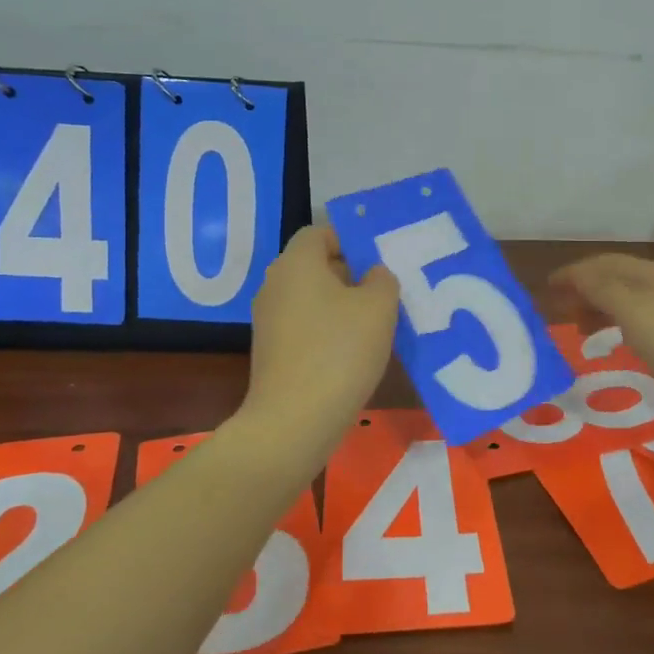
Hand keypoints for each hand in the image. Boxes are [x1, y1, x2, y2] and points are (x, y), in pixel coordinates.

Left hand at [241, 224, 399, 451]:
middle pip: (315, 265)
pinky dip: (327, 331)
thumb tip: (372, 275)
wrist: (294, 420)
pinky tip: (353, 353)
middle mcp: (275, 284)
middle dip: (351, 274)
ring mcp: (269, 320)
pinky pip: (304, 326)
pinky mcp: (271, 351)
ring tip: (375, 325)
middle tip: (385, 293)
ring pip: (311, 298)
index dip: (350, 240)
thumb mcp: (379, 308)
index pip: (320, 233)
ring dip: (341, 306)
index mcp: (297, 263)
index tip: (378, 262)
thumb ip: (382, 280)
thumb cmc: (340, 352)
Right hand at [547, 253, 653, 426]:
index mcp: (653, 273)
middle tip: (560, 313)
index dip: (572, 273)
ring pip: (630, 299)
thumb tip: (574, 276)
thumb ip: (600, 289)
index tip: (545, 290)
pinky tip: (620, 343)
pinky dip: (621, 325)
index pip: (603, 262)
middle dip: (585, 290)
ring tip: (584, 332)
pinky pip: (643, 320)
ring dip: (601, 308)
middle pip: (617, 278)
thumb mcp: (634, 312)